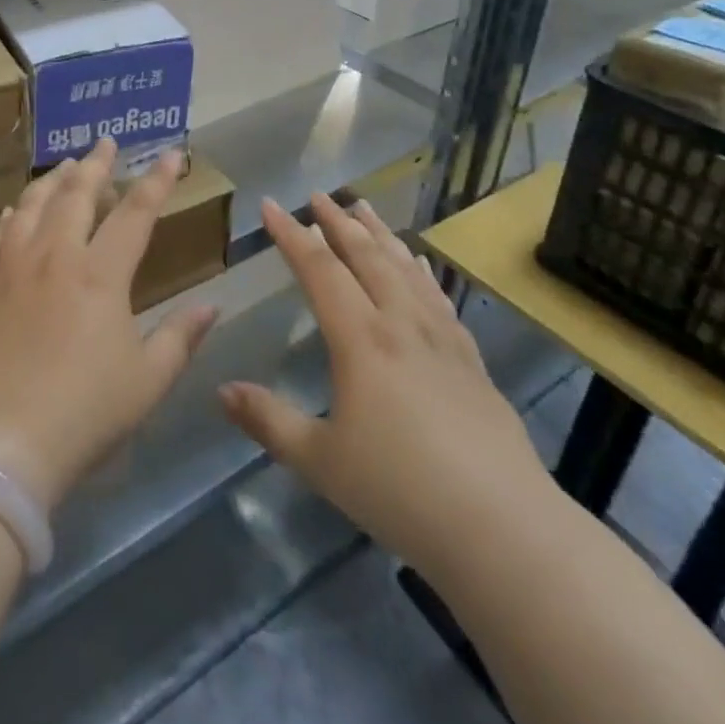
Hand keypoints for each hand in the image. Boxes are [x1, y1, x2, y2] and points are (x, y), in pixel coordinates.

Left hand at [0, 137, 217, 510]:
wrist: (1, 445)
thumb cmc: (85, 413)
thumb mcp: (148, 381)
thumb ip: (181, 337)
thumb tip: (211, 304)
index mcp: (100, 275)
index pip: (135, 214)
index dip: (156, 181)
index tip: (171, 154)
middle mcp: (55, 257)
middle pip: (77, 194)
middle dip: (96, 163)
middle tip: (106, 142)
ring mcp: (11, 268)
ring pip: (31, 206)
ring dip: (51, 181)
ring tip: (64, 167)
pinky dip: (8, 218)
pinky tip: (12, 212)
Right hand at [219, 195, 551, 572]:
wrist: (502, 528)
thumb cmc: (400, 491)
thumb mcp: (320, 461)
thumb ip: (268, 421)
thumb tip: (221, 391)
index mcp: (361, 340)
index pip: (320, 270)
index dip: (292, 235)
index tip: (271, 205)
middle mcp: (401, 325)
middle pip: (366, 257)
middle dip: (337, 222)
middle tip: (318, 194)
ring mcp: (442, 340)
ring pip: (405, 269)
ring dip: (380, 235)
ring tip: (363, 208)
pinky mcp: (471, 361)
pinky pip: (439, 298)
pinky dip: (421, 271)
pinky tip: (418, 263)